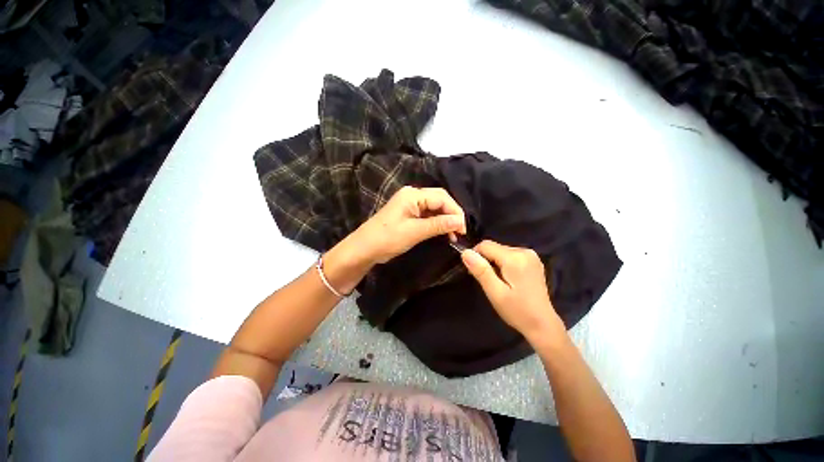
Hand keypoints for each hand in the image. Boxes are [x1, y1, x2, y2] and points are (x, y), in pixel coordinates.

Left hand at [353, 186, 466, 263]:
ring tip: (453, 235)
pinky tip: (442, 232)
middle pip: (439, 200)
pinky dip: (436, 223)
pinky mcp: (407, 213)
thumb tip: (461, 221)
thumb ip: (439, 225)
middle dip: (451, 214)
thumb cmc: (387, 239)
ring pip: (434, 208)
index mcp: (413, 195)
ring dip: (445, 220)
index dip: (455, 212)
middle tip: (460, 232)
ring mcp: (409, 204)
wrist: (363, 249)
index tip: (463, 229)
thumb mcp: (415, 232)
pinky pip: (427, 215)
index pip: (442, 197)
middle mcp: (412, 195)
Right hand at [461, 240, 564, 341]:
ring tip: (497, 282)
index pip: (485, 245)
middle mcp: (524, 251)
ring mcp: (531, 255)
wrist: (543, 325)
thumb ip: (481, 270)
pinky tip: (507, 279)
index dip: (475, 256)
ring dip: (494, 263)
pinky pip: (510, 255)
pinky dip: (503, 264)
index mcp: (515, 258)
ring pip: (501, 251)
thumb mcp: (495, 293)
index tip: (474, 273)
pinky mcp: (533, 260)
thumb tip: (465, 252)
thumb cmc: (517, 311)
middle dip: (485, 261)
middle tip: (487, 281)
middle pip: (494, 247)